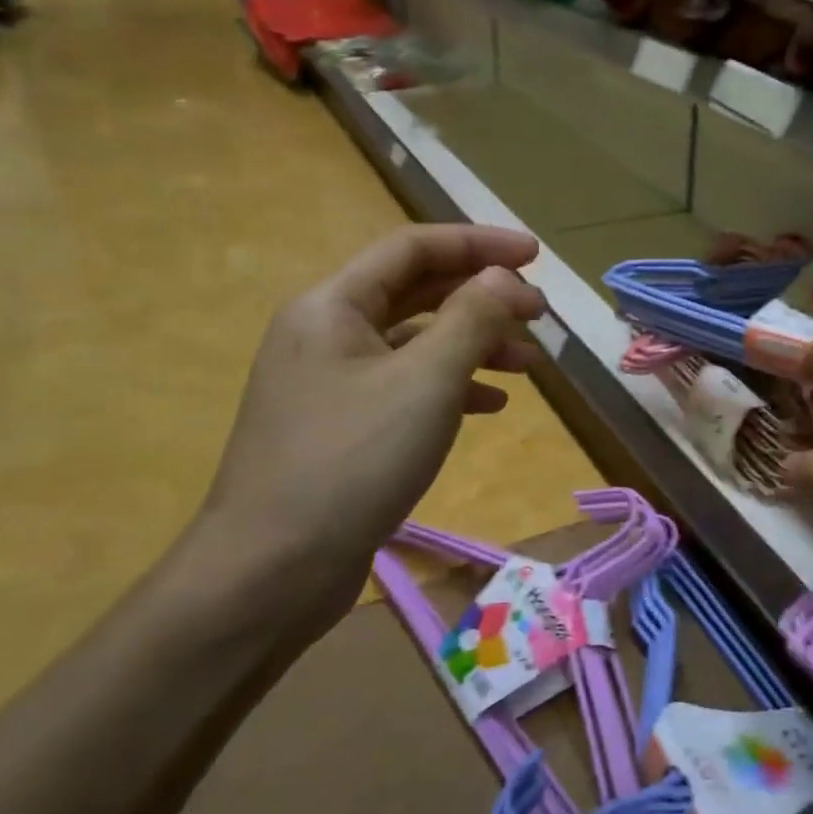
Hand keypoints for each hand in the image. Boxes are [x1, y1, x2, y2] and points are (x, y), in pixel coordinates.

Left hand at [187, 225, 546, 634]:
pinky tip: (490, 405)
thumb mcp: (425, 382)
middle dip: (482, 298)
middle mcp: (327, 334)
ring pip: (415, 344)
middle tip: (540, 314)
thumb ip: (471, 319)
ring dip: (474, 345)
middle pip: (416, 293)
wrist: (272, 570)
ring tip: (529, 365)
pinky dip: (451, 387)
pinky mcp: (342, 429)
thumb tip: (503, 277)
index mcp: (334, 307)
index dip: (478, 243)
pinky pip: (406, 388)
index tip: (536, 256)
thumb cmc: (352, 462)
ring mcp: (331, 384)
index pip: (413, 249)